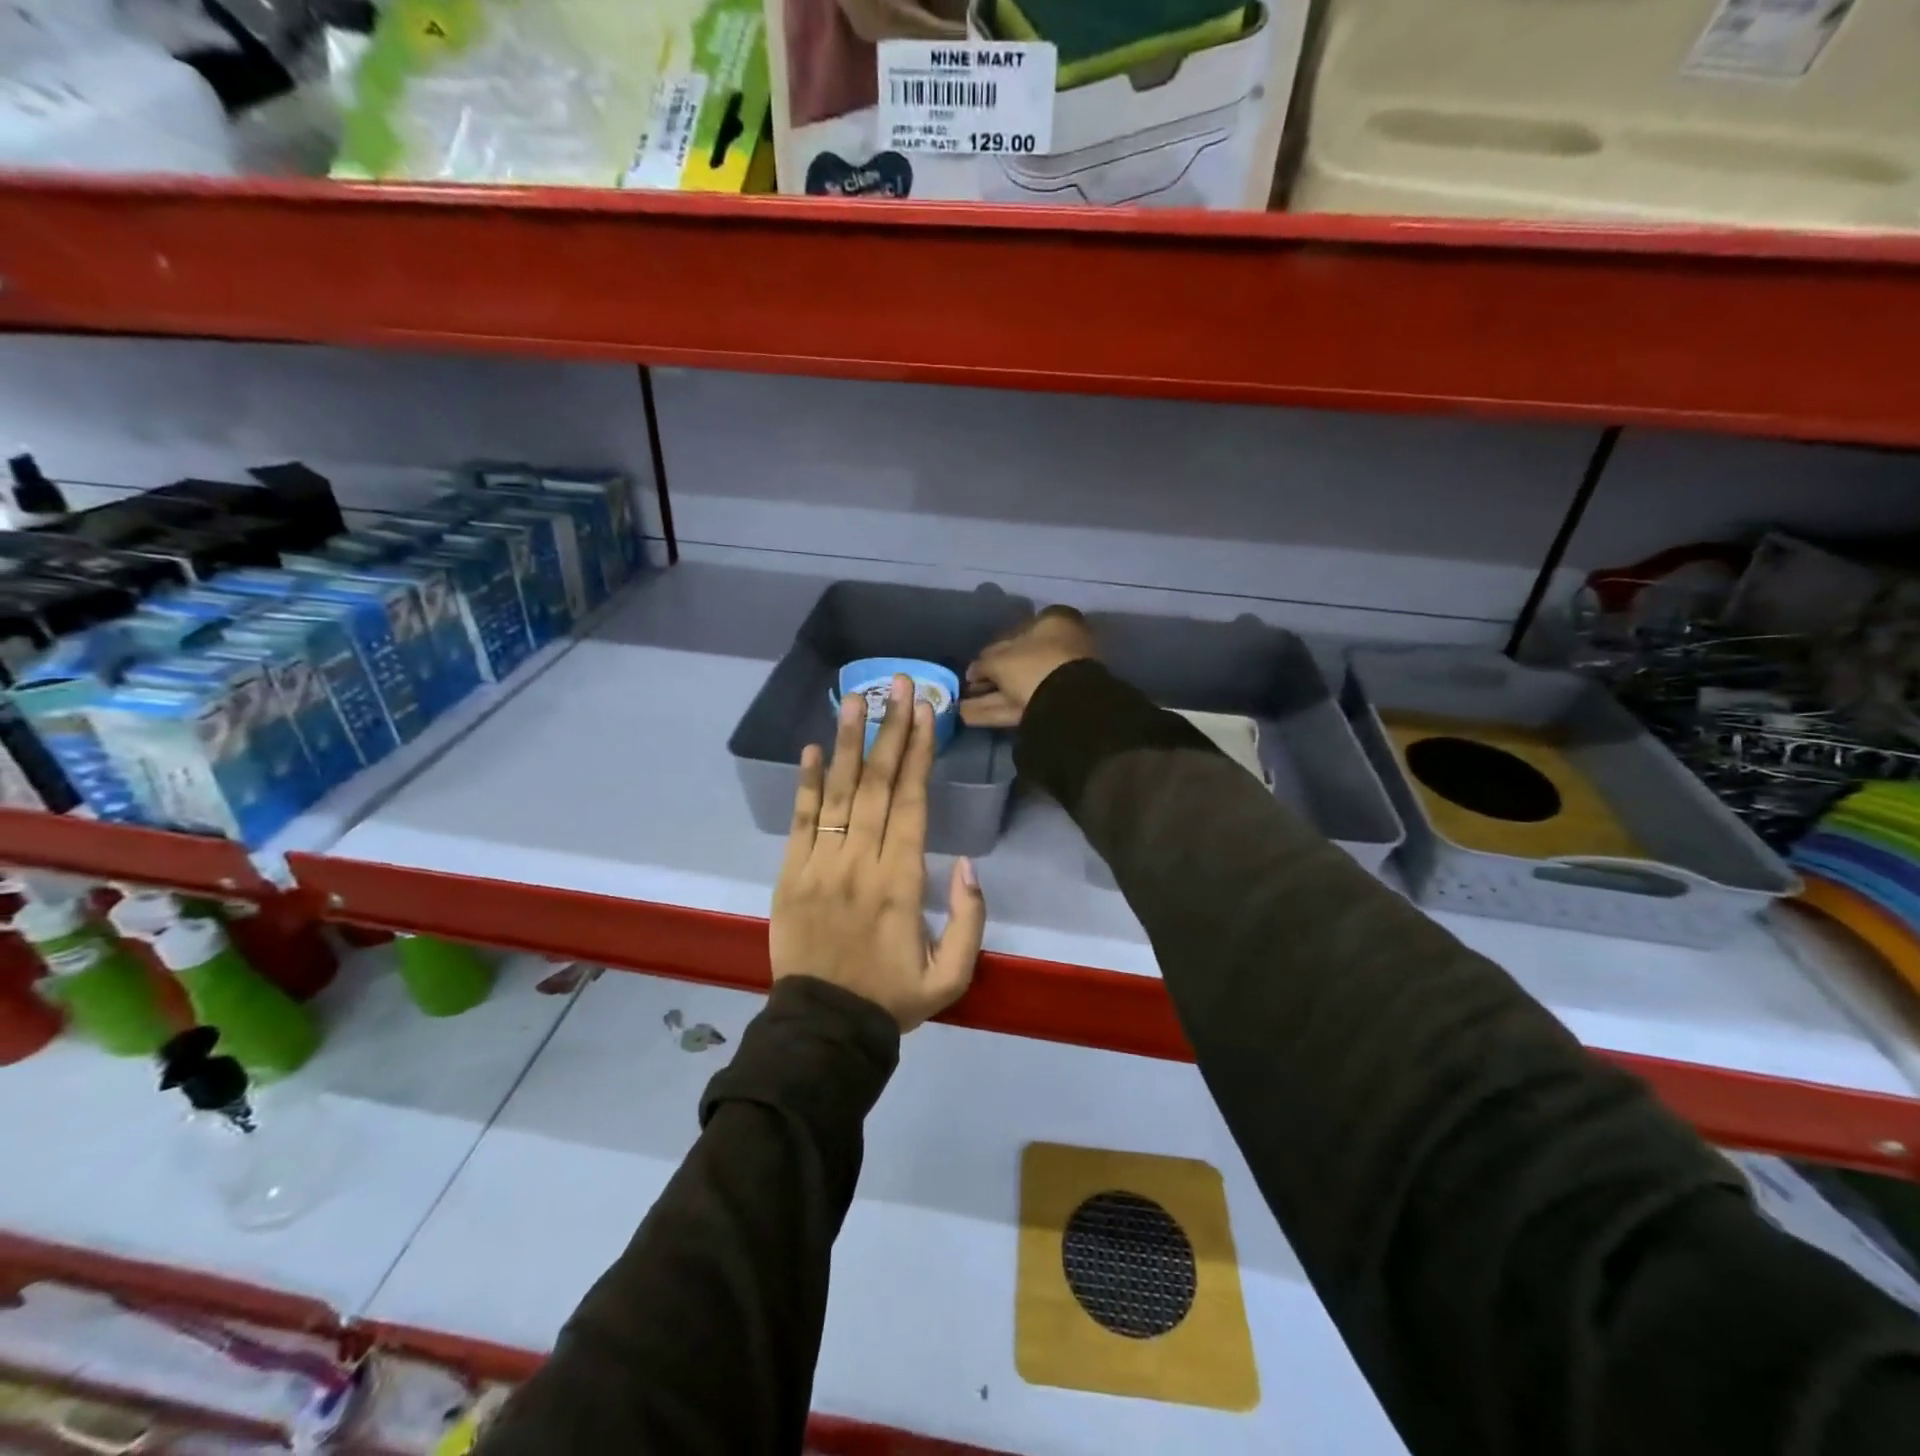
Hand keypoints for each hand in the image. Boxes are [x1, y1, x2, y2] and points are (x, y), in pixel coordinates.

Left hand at [770, 674, 986, 1030]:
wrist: (823, 1029)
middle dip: (889, 730)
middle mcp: (859, 863)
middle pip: (875, 784)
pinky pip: (798, 821)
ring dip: (846, 742)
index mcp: (901, 883)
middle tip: (896, 684)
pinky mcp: (789, 875)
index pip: (910, 803)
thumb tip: (967, 865)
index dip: (918, 753)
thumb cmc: (892, 998)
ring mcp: (819, 866)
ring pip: (835, 793)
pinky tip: (809, 748)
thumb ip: (970, 920)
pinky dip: (804, 784)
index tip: (924, 712)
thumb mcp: (953, 976)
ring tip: (855, 698)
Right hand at [960, 606, 1097, 728]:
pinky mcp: (1054, 706)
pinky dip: (995, 710)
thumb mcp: (1000, 660)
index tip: (974, 666)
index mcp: (1053, 624)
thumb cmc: (1033, 665)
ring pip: (1017, 686)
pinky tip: (968, 716)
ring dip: (989, 697)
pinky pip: (1020, 705)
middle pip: (1017, 663)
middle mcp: (1059, 648)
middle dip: (990, 677)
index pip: (1016, 632)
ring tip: (960, 706)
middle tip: (967, 687)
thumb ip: (983, 664)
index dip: (992, 650)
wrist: (1067, 703)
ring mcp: (1059, 679)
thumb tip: (972, 671)